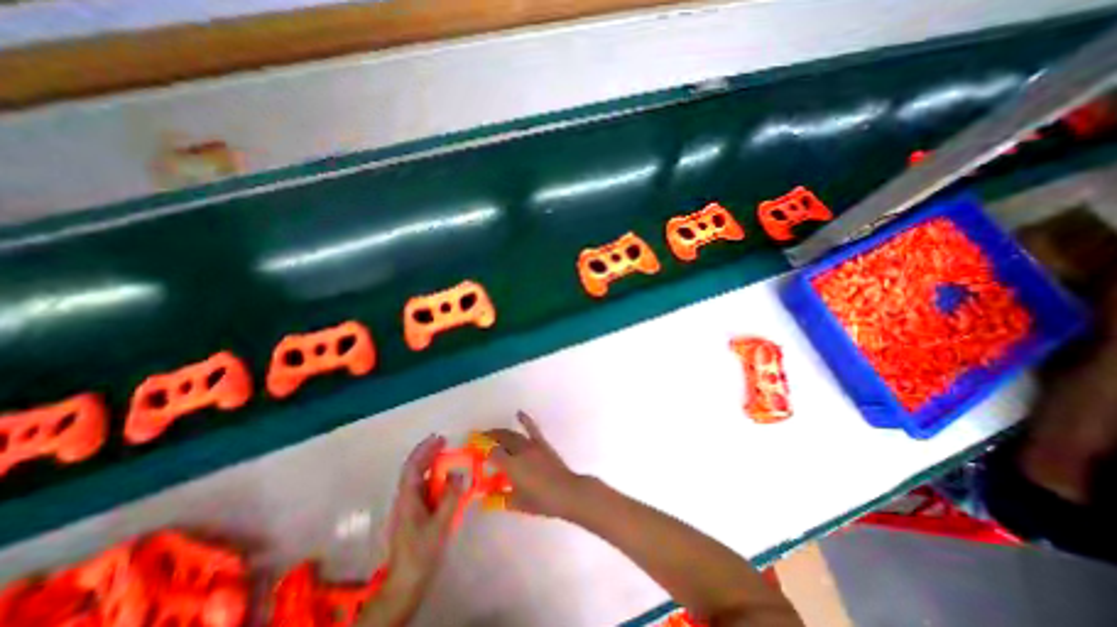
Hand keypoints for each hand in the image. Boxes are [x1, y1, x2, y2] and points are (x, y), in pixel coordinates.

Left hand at [365, 436, 465, 626]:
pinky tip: (447, 481)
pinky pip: (425, 489)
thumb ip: (450, 497)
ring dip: (432, 464)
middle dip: (428, 453)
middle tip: (445, 442)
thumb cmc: (421, 554)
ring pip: (419, 479)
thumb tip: (459, 472)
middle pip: (414, 469)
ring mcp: (409, 507)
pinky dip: (435, 479)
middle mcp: (406, 498)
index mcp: (407, 498)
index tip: (439, 438)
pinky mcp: (415, 515)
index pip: (413, 466)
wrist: (405, 584)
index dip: (424, 450)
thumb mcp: (439, 525)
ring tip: (449, 457)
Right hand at [482, 411, 584, 518]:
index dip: (483, 453)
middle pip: (501, 440)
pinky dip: (525, 419)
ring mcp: (531, 445)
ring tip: (492, 433)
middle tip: (480, 439)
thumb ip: (500, 498)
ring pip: (513, 434)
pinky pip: (532, 428)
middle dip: (489, 438)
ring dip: (501, 432)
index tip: (477, 455)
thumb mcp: (517, 503)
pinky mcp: (541, 443)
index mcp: (511, 466)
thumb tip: (487, 498)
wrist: (566, 492)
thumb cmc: (541, 501)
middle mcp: (519, 451)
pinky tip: (519, 413)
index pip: (492, 454)